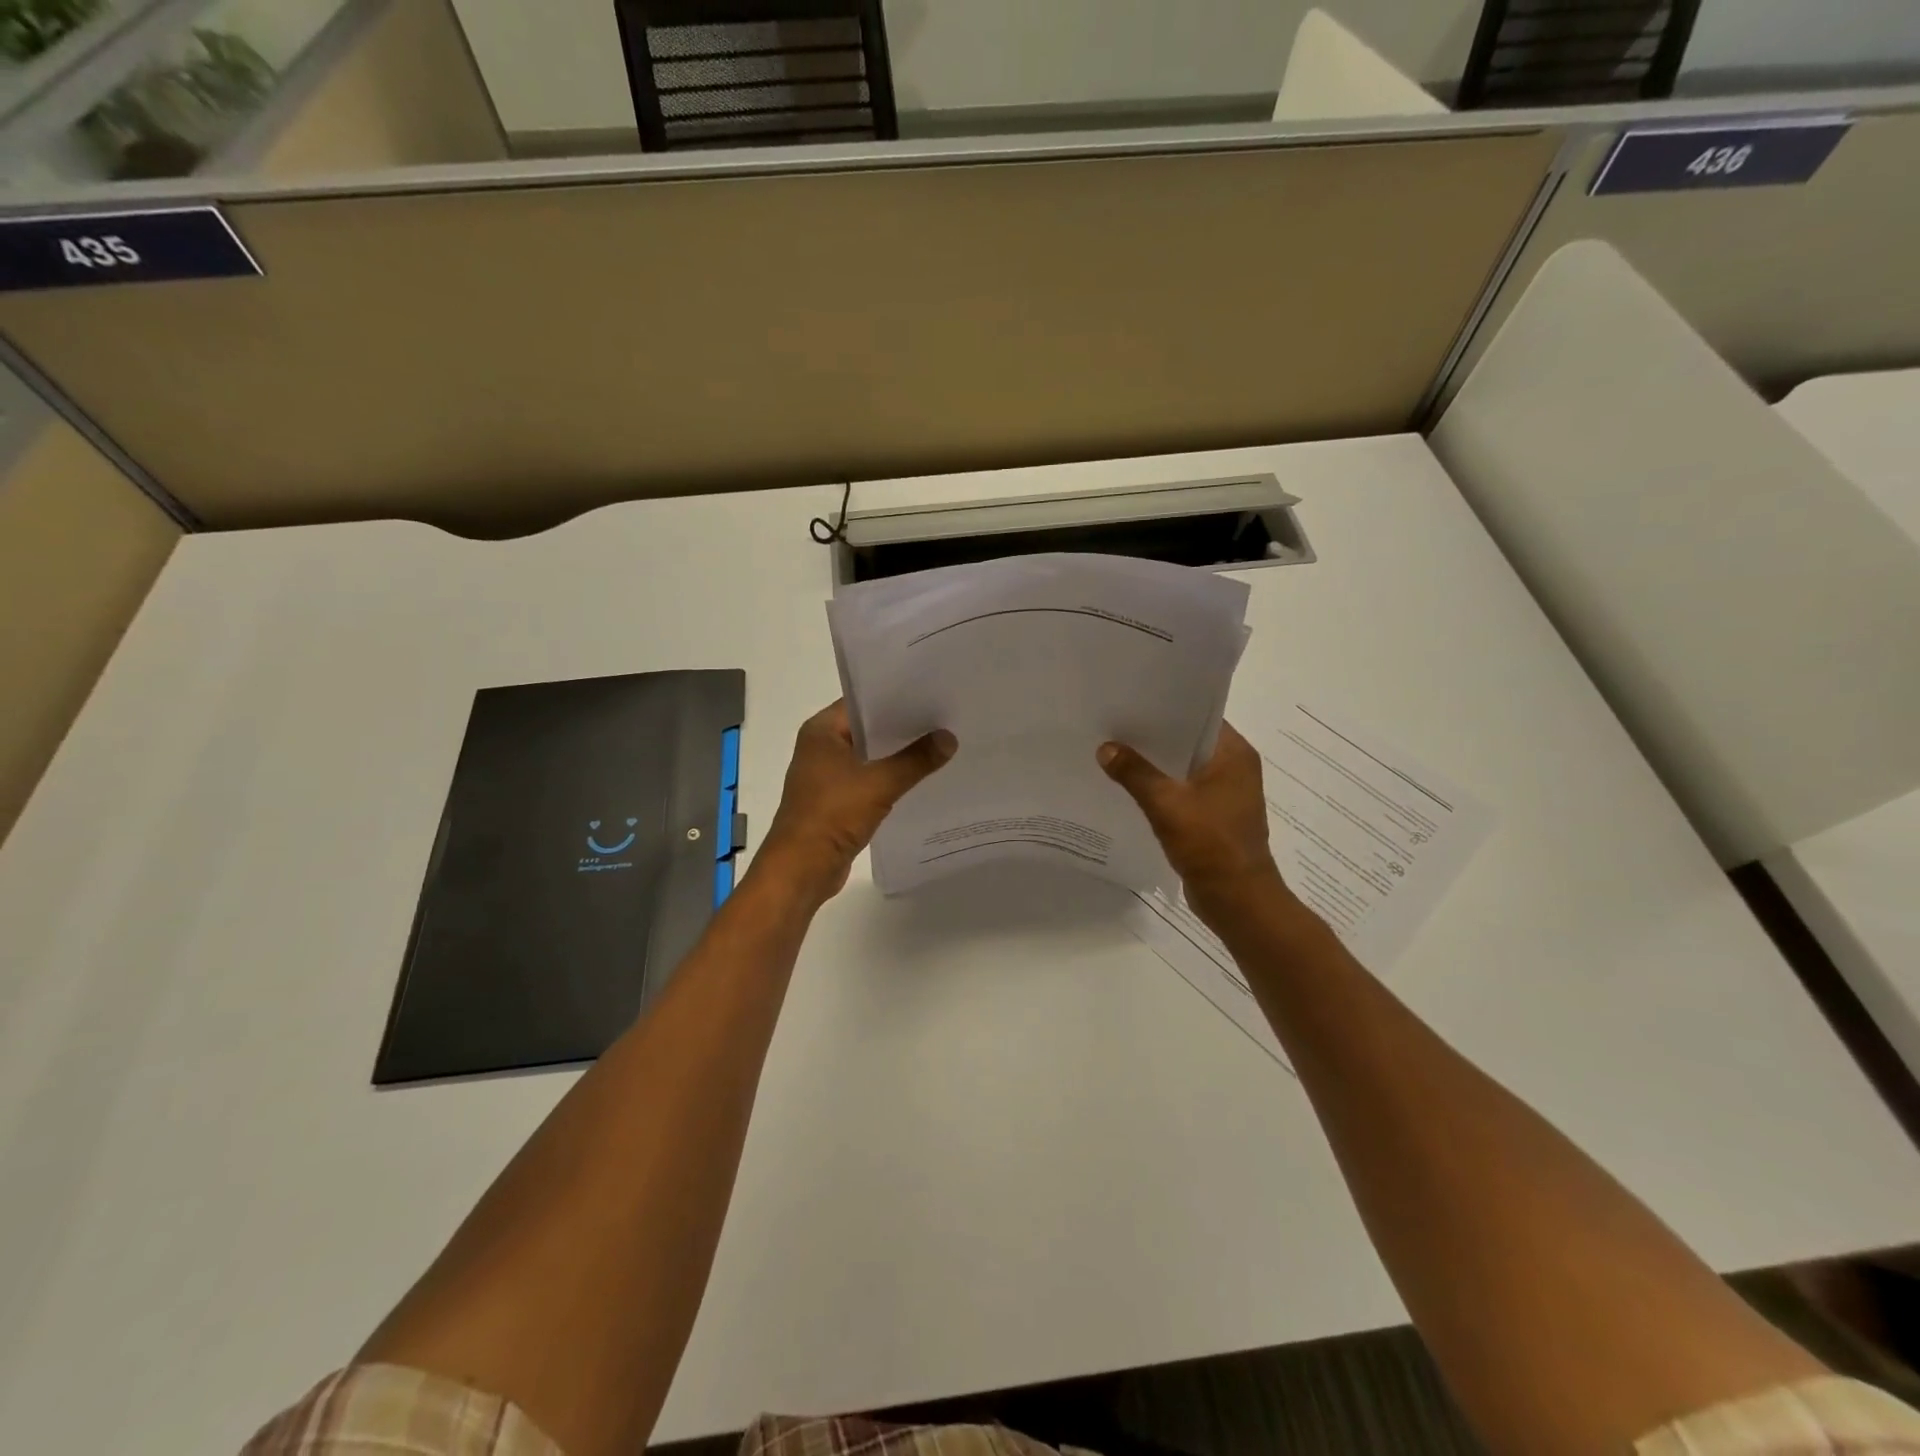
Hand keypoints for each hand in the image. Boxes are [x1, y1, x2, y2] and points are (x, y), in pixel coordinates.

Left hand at [755, 701, 956, 902]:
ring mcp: (826, 775)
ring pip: (869, 756)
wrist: (801, 869)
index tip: (930, 694)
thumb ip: (916, 759)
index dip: (895, 698)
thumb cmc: (833, 815)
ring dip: (897, 755)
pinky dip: (889, 779)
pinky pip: (867, 780)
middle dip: (902, 727)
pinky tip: (919, 779)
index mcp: (821, 731)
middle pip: (867, 729)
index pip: (862, 702)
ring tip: (938, 745)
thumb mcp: (880, 783)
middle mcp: (820, 747)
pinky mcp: (834, 800)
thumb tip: (949, 738)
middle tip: (943, 719)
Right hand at [1098, 722, 1287, 923]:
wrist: (1237, 899)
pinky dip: (1160, 788)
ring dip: (1155, 764)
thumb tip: (1106, 748)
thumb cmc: (1210, 844)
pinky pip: (1182, 791)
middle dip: (1154, 736)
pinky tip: (1129, 787)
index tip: (1131, 701)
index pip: (1198, 716)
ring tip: (1115, 752)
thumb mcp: (1166, 804)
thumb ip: (1134, 773)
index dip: (1166, 708)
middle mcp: (1234, 767)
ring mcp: (1225, 793)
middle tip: (1114, 724)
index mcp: (1234, 754)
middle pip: (1188, 741)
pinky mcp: (1214, 816)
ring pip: (1183, 768)